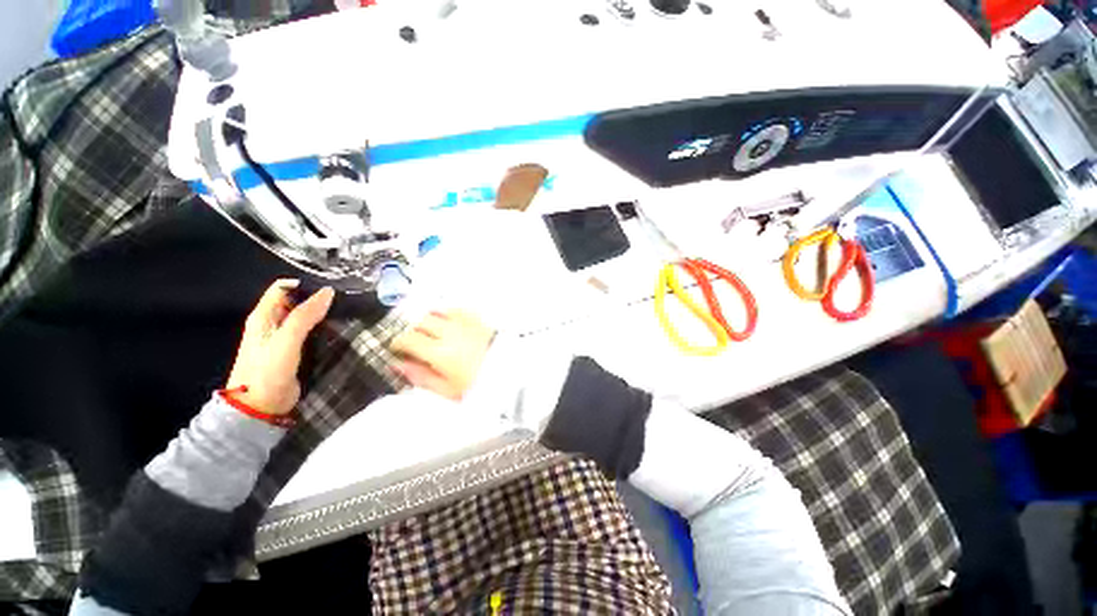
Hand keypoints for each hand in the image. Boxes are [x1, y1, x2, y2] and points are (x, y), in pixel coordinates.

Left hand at [225, 280, 334, 415]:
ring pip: (307, 317)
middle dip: (318, 299)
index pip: (284, 288)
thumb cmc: (267, 371)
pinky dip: (325, 328)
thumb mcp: (286, 340)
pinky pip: (312, 332)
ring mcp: (285, 338)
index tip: (331, 289)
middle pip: (297, 301)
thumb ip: (304, 316)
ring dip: (324, 314)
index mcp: (264, 316)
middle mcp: (274, 323)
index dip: (305, 284)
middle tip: (345, 301)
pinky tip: (341, 329)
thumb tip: (328, 291)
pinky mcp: (297, 351)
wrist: (260, 407)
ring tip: (348, 313)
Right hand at [391, 310, 495, 400]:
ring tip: (429, 331)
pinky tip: (448, 322)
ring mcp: (464, 322)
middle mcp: (449, 331)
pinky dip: (447, 313)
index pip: (408, 338)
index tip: (396, 348)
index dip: (397, 342)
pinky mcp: (477, 318)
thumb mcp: (446, 389)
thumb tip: (399, 365)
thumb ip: (420, 376)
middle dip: (411, 329)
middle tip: (412, 341)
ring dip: (428, 319)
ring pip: (437, 311)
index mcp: (439, 351)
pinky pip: (456, 309)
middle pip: (420, 321)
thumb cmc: (478, 384)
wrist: (510, 373)